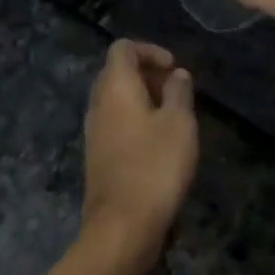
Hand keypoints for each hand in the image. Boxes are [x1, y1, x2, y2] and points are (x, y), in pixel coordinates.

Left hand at [80, 41, 198, 273]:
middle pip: (116, 72)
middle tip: (176, 90)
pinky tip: (159, 142)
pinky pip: (115, 123)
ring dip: (142, 99)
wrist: (123, 225)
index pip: (122, 49)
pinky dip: (136, 120)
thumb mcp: (180, 123)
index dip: (150, 50)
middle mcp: (98, 104)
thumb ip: (179, 92)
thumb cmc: (155, 166)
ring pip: (115, 100)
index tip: (174, 68)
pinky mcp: (97, 156)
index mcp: (115, 87)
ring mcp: (94, 132)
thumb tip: (176, 75)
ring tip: (173, 116)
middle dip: (147, 74)